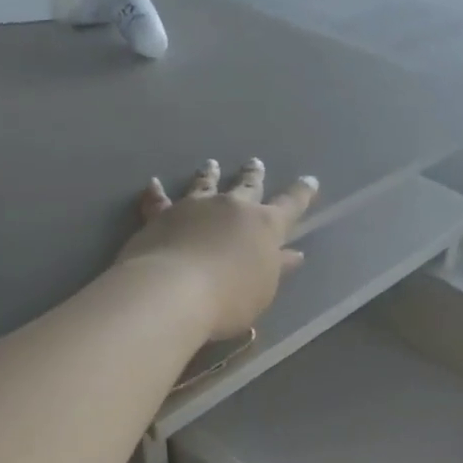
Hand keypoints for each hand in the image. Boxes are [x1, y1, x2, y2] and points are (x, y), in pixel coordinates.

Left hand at [117, 159, 317, 338]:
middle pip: (247, 186)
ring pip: (204, 184)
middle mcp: (232, 208)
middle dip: (253, 175)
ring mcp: (195, 207)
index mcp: (265, 226)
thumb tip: (293, 254)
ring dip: (209, 174)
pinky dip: (155, 192)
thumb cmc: (229, 299)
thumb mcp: (263, 289)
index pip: (291, 206)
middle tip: (255, 163)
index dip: (302, 194)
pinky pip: (158, 201)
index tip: (310, 181)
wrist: (174, 291)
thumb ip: (277, 268)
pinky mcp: (162, 216)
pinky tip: (152, 184)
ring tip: (211, 164)